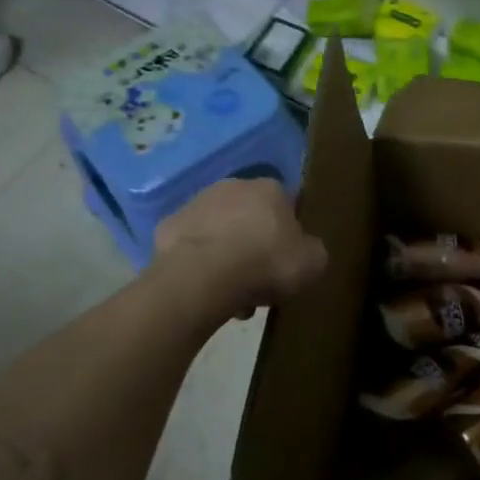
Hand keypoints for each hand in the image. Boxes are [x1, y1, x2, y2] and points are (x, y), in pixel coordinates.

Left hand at [153, 178, 326, 315]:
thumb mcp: (312, 263)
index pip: (286, 206)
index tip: (286, 261)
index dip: (287, 235)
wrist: (202, 278)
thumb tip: (305, 249)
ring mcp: (195, 203)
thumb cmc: (265, 264)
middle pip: (249, 216)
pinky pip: (191, 246)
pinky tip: (203, 287)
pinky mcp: (167, 226)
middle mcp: (233, 186)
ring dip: (226, 254)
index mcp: (270, 188)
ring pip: (219, 230)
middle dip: (254, 245)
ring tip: (229, 293)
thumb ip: (312, 250)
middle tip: (258, 281)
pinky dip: (198, 262)